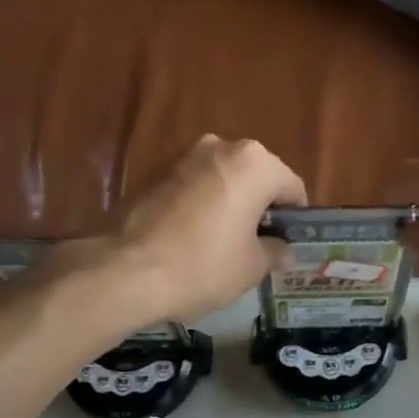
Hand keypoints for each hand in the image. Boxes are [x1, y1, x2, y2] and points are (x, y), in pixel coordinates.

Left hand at [90, 135, 307, 323]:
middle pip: (255, 178)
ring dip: (228, 205)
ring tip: (221, 245)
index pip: (292, 187)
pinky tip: (191, 240)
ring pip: (221, 181)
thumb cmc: (203, 265)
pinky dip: (199, 207)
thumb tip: (283, 249)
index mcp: (255, 163)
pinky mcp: (151, 173)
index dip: (294, 219)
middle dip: (259, 207)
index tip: (287, 245)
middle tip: (256, 246)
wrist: (124, 270)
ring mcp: (181, 156)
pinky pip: (191, 188)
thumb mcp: (252, 267)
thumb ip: (275, 251)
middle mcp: (219, 147)